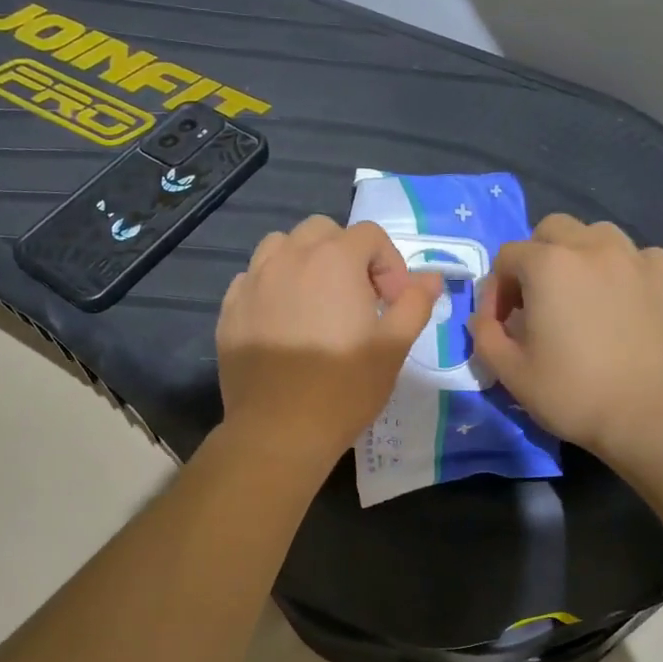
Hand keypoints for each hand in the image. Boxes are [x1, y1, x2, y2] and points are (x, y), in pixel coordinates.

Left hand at [216, 216, 441, 467]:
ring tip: (317, 302)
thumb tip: (432, 278)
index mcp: (335, 260)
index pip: (370, 235)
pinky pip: (253, 278)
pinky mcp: (230, 308)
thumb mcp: (394, 347)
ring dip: (305, 261)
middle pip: (322, 231)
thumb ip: (415, 303)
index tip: (393, 303)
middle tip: (358, 298)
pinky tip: (283, 322)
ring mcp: (254, 281)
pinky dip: (273, 287)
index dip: (390, 264)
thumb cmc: (345, 387)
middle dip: (346, 254)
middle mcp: (290, 258)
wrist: (280, 430)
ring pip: (281, 246)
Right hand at [467, 215, 662, 464]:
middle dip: (535, 258)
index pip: (507, 256)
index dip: (496, 289)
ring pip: (596, 234)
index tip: (501, 323)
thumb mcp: (511, 372)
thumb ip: (486, 336)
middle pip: (551, 230)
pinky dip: (621, 269)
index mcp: (548, 265)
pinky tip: (621, 300)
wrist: (651, 415)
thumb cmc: (573, 394)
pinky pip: (636, 256)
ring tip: (579, 294)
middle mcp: (591, 247)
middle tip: (537, 301)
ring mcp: (634, 258)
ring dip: (578, 255)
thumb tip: (483, 319)